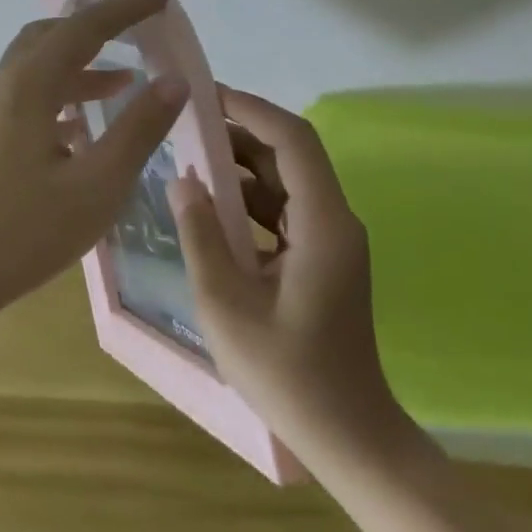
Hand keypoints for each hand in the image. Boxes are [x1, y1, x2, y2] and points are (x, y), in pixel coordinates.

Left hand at [0, 0, 190, 322]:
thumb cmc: (25, 231)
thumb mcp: (97, 185)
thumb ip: (139, 129)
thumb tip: (175, 80)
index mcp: (30, 85)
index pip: (85, 27)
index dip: (127, 7)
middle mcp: (5, 86)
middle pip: (52, 35)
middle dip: (96, 27)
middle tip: (136, 32)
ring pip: (37, 66)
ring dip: (80, 63)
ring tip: (123, 81)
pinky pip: (28, 95)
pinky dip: (61, 93)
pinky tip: (82, 126)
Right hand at [167, 87, 399, 458]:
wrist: (348, 437)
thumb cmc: (287, 375)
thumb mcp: (227, 305)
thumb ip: (201, 236)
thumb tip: (182, 180)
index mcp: (324, 224)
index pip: (293, 140)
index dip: (252, 110)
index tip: (207, 95)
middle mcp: (335, 221)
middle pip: (290, 155)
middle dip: (241, 133)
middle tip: (188, 122)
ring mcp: (330, 240)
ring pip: (286, 181)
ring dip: (243, 165)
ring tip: (191, 155)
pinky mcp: (321, 259)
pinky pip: (283, 210)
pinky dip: (249, 199)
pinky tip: (211, 205)